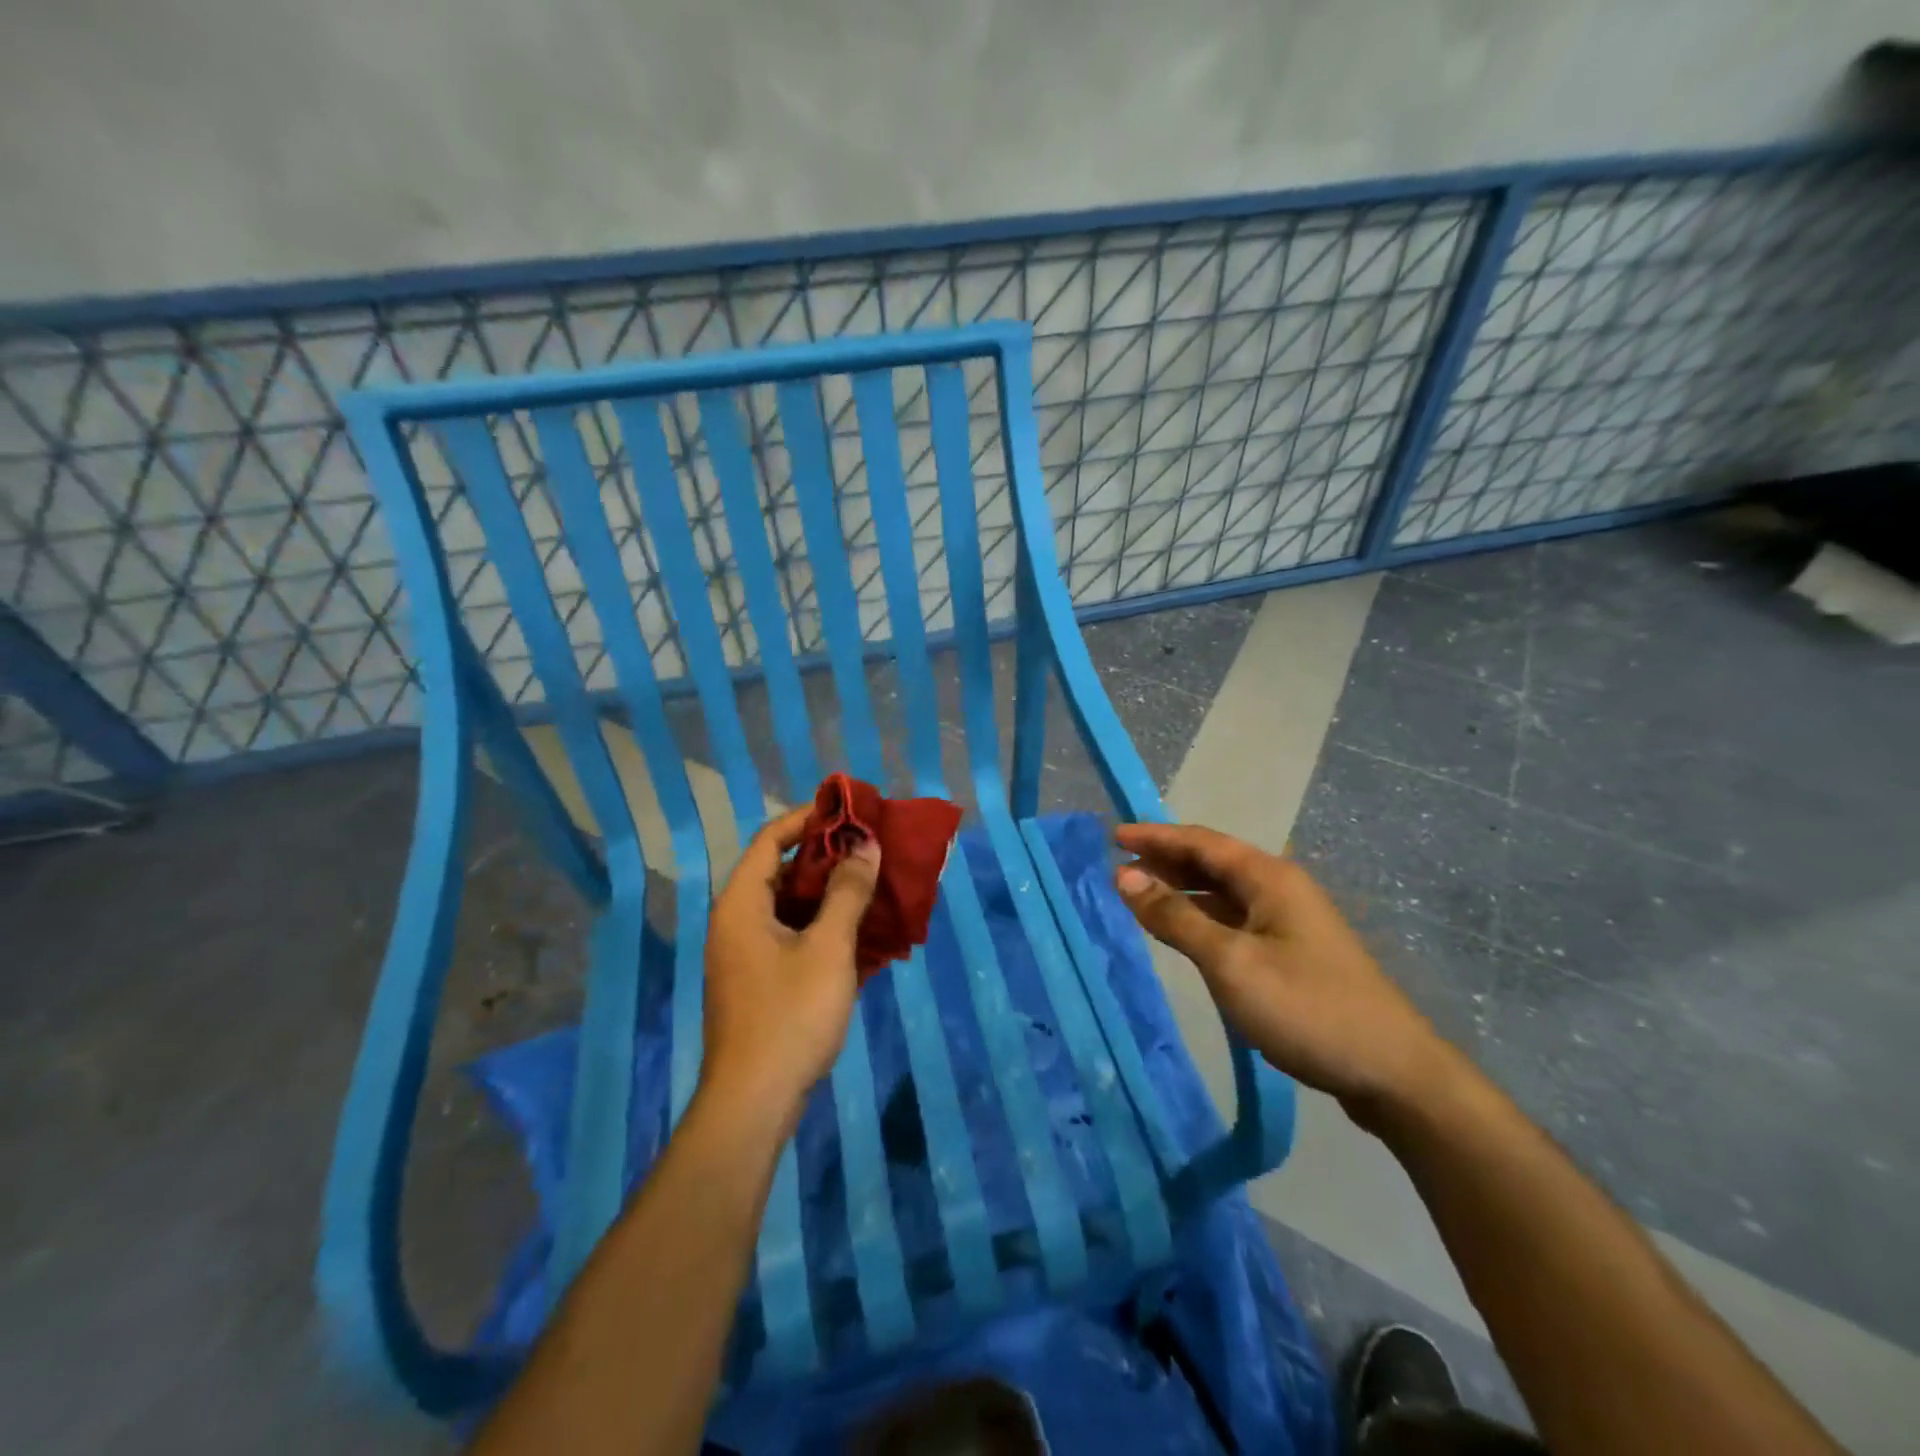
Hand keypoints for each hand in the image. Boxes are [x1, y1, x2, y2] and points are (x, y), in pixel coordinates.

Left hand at [700, 806, 880, 1133]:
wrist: (754, 1103)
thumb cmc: (790, 1014)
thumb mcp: (828, 948)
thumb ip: (847, 892)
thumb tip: (866, 845)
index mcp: (742, 903)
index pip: (771, 840)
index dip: (808, 819)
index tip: (849, 811)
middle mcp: (737, 922)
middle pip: (781, 872)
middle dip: (828, 858)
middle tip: (870, 848)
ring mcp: (747, 955)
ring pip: (791, 908)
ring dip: (831, 895)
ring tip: (874, 885)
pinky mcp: (760, 983)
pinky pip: (793, 938)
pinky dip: (824, 928)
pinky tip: (862, 933)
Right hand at [1114, 822, 1457, 1124]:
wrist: (1392, 1072)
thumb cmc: (1306, 1007)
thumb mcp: (1230, 961)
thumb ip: (1175, 917)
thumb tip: (1124, 875)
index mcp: (1268, 877)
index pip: (1200, 841)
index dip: (1155, 836)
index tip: (1113, 835)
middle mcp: (1280, 888)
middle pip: (1213, 862)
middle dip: (1166, 860)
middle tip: (1119, 865)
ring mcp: (1289, 921)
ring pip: (1224, 891)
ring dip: (1182, 889)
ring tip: (1140, 894)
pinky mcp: (1293, 952)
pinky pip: (1235, 918)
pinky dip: (1202, 917)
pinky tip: (1184, 932)